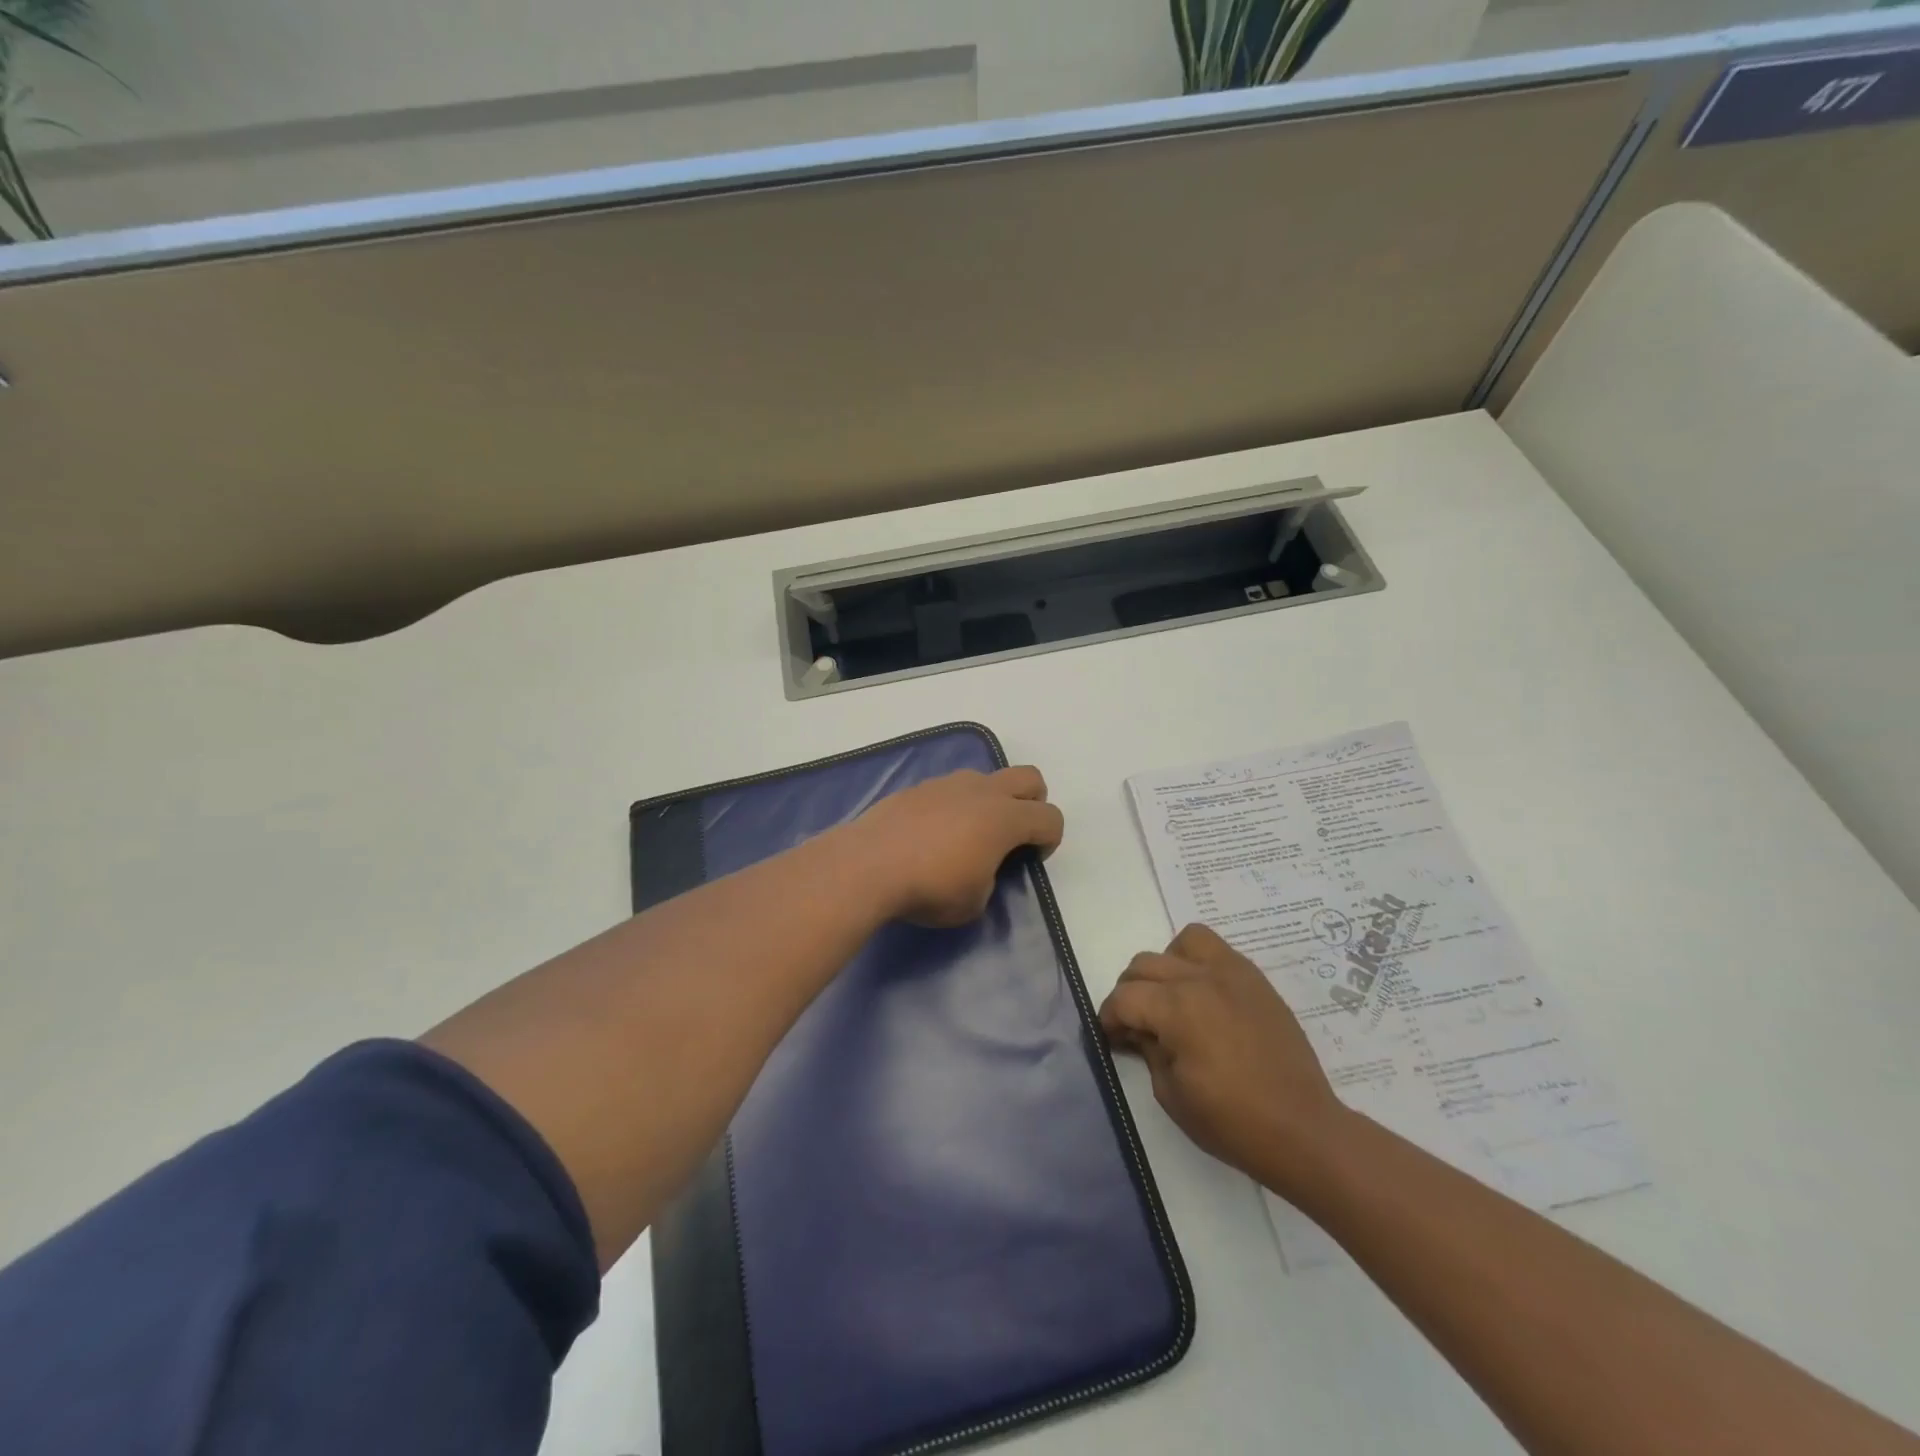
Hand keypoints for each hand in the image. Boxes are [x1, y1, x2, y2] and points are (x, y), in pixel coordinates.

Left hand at [846, 766, 1064, 927]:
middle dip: (1033, 803)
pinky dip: (956, 805)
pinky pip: (951, 788)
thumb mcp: (974, 902)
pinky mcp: (918, 787)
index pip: (1050, 818)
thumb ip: (990, 878)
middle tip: (1014, 836)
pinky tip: (934, 833)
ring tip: (969, 835)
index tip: (1031, 860)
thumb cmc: (929, 888)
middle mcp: (981, 791)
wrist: (867, 865)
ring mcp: (947, 784)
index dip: (1051, 840)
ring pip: (987, 778)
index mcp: (1005, 818)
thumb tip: (980, 867)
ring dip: (991, 801)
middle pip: (1029, 778)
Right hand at [1100, 923, 1345, 1196]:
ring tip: (1171, 1000)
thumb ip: (1148, 1050)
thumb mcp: (1171, 1094)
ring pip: (1181, 943)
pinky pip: (1215, 949)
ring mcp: (1232, 973)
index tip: (1111, 1038)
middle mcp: (1201, 978)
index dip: (1108, 1018)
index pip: (1124, 997)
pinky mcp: (1255, 980)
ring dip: (1165, 967)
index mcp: (1178, 1008)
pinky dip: (1198, 962)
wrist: (1303, 1130)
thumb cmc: (1233, 1122)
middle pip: (1144, 965)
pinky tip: (1203, 997)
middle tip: (1136, 1026)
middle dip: (1129, 993)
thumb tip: (1138, 1030)